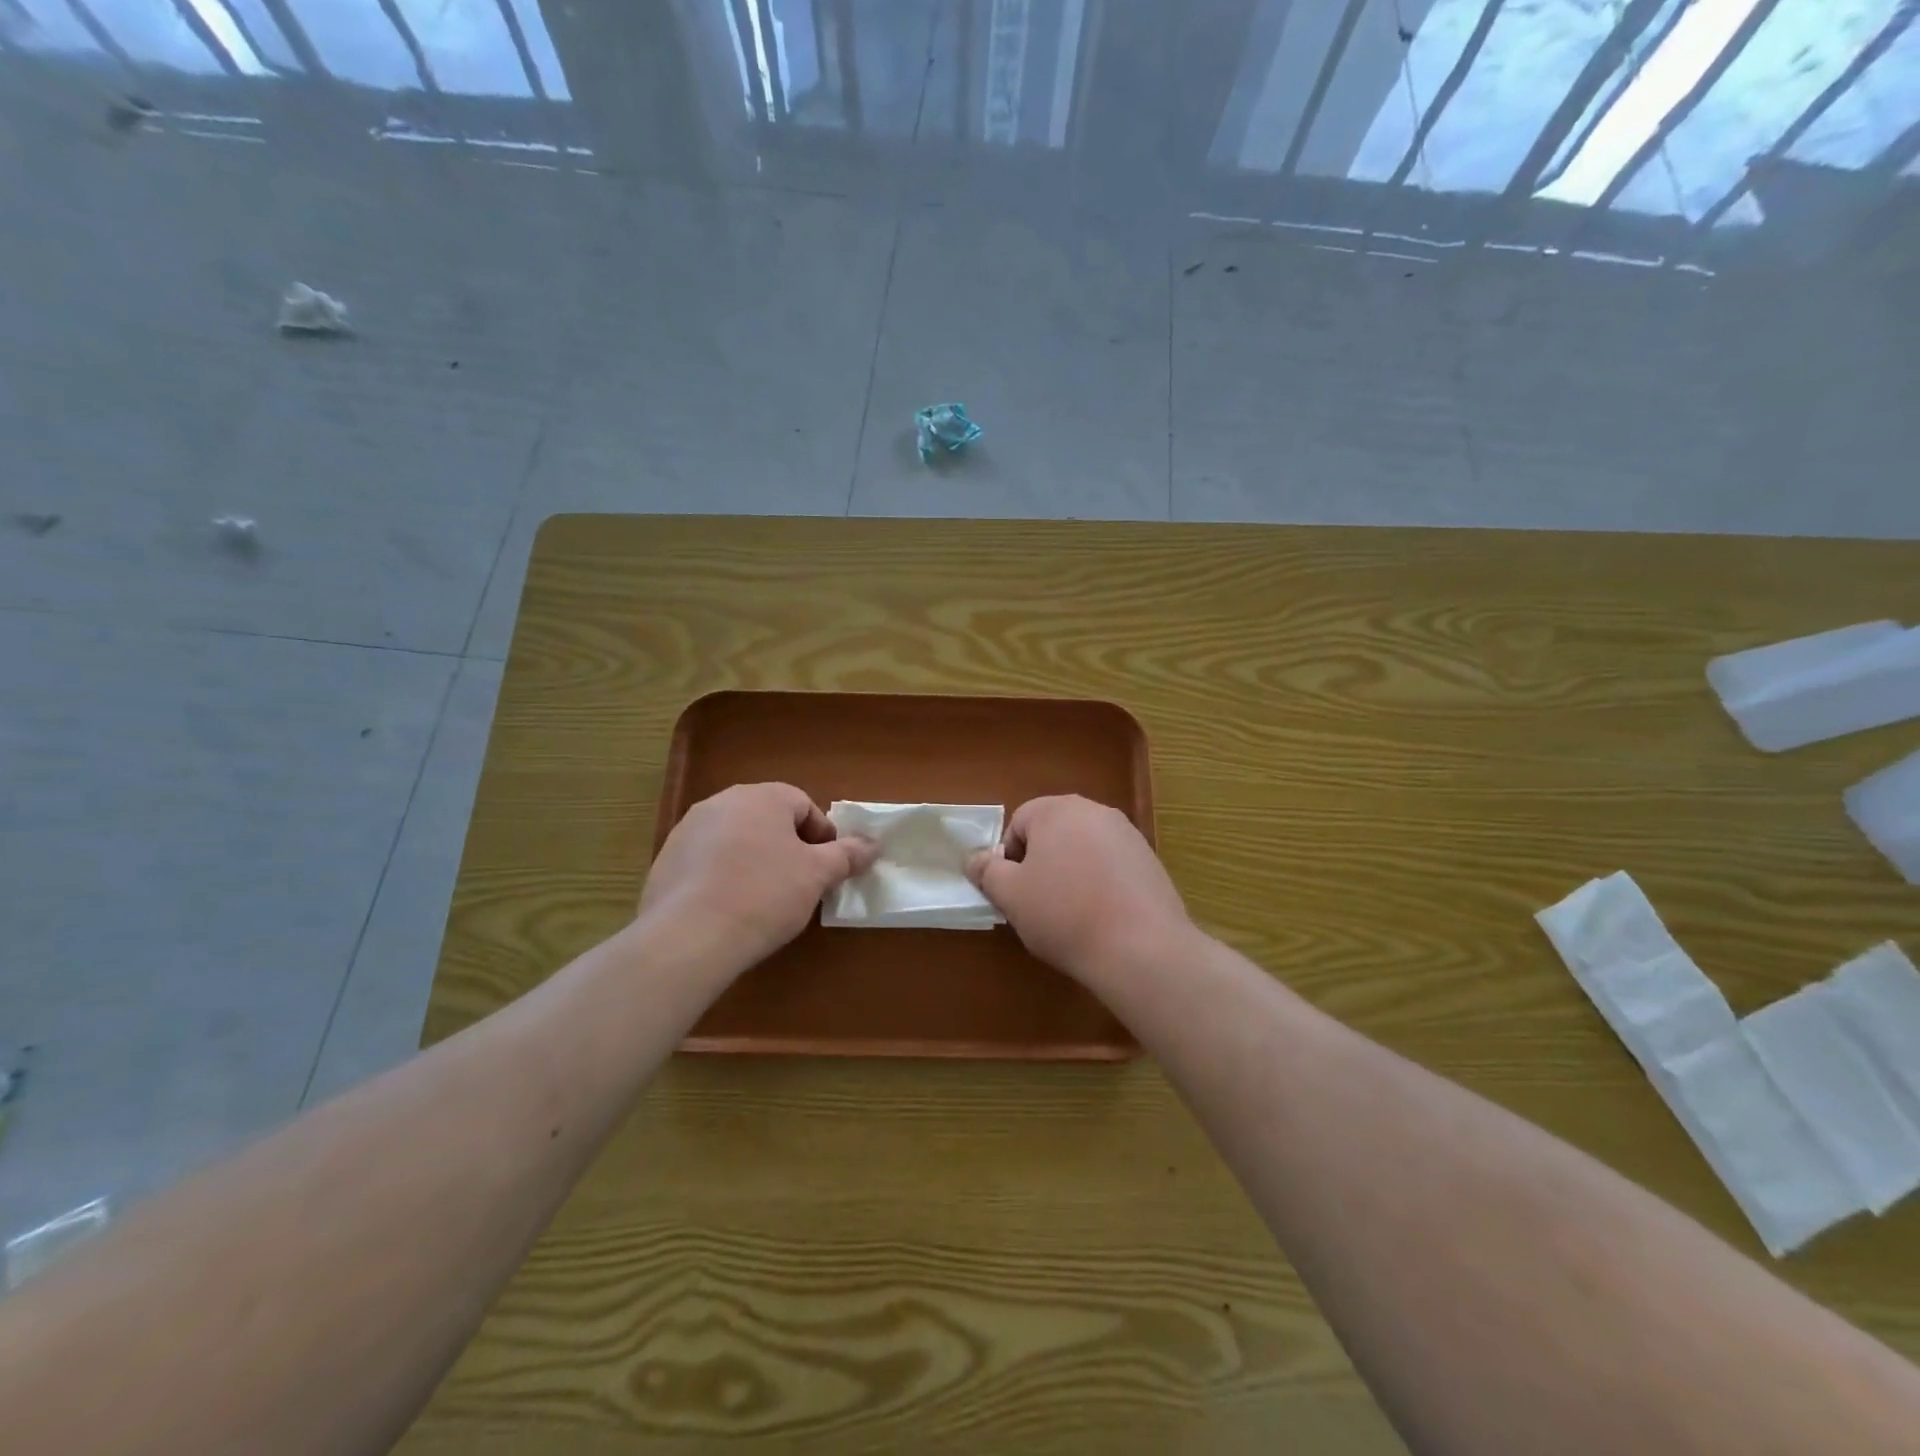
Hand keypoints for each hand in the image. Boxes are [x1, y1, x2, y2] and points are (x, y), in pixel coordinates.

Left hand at [639, 783, 876, 975]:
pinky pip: (707, 860)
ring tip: (763, 899)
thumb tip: (872, 845)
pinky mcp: (665, 860)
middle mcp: (722, 802)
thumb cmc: (765, 895)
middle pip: (767, 818)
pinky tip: (728, 908)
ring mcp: (688, 830)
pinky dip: (723, 875)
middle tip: (799, 883)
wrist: (690, 937)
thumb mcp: (817, 876)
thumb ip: (847, 855)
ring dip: (754, 859)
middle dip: (787, 846)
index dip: (821, 836)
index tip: (826, 868)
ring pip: (736, 838)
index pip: (803, 804)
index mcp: (762, 797)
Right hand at [967, 795, 1190, 982]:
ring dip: (1071, 873)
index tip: (1015, 892)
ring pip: (1083, 849)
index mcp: (1057, 810)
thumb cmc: (1064, 915)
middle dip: (1041, 863)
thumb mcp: (1011, 896)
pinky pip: (1111, 865)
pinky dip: (1101, 884)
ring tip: (1072, 914)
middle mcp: (1094, 811)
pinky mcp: (1150, 860)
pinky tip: (1103, 917)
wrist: (1141, 948)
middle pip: (1053, 833)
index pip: (1018, 823)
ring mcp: (1128, 834)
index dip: (1009, 859)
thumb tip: (976, 859)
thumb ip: (987, 871)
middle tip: (1038, 903)